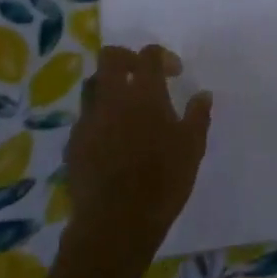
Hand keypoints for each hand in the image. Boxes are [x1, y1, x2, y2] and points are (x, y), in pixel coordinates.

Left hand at [64, 45, 211, 277]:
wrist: (115, 222)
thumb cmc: (162, 181)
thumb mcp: (192, 147)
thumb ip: (198, 116)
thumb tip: (203, 94)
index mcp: (144, 93)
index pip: (148, 55)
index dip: (162, 56)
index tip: (174, 73)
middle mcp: (112, 97)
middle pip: (110, 57)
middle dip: (127, 59)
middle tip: (142, 75)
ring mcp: (88, 119)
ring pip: (92, 85)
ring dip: (109, 86)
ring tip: (125, 106)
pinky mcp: (73, 143)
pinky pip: (85, 118)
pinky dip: (99, 118)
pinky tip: (111, 138)